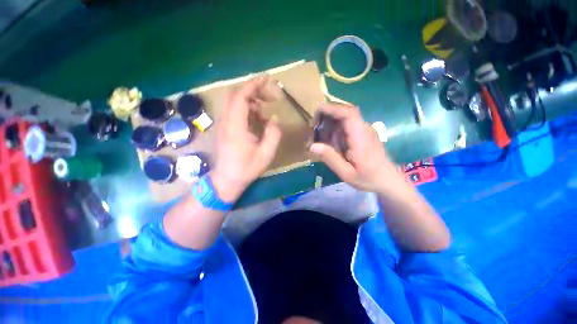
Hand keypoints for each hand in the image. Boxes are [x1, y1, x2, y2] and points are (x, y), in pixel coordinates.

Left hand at [211, 76, 281, 201]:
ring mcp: (223, 125)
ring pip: (234, 103)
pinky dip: (247, 111)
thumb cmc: (246, 168)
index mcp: (236, 126)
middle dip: (253, 91)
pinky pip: (234, 113)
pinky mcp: (225, 130)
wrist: (226, 180)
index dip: (253, 85)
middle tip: (269, 98)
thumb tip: (274, 118)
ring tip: (265, 111)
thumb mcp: (266, 153)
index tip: (266, 80)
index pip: (241, 97)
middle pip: (235, 95)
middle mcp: (226, 121)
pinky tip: (257, 121)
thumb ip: (273, 134)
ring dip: (250, 102)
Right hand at [310, 103, 400, 192]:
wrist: (388, 181)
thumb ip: (330, 158)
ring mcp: (364, 131)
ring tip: (320, 137)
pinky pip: (347, 126)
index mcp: (360, 137)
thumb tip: (312, 146)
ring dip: (331, 124)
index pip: (347, 113)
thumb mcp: (346, 173)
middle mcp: (363, 129)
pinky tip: (330, 141)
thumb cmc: (368, 178)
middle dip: (327, 116)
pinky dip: (336, 130)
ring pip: (345, 119)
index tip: (316, 112)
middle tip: (314, 128)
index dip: (331, 109)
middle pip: (345, 113)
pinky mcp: (363, 134)